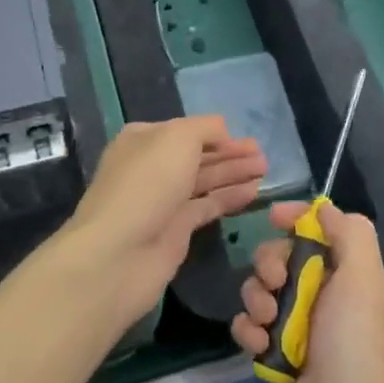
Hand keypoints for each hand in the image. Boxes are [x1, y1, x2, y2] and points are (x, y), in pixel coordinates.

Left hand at [60, 117, 265, 327]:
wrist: (118, 253)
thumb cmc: (147, 183)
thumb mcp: (177, 138)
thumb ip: (205, 129)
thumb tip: (223, 133)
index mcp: (144, 139)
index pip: (186, 130)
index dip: (216, 133)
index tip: (244, 138)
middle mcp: (152, 167)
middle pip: (197, 156)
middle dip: (230, 153)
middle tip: (263, 156)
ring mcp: (163, 200)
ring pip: (204, 181)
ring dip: (233, 174)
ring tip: (265, 171)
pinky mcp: (175, 230)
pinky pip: (207, 207)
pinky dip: (229, 198)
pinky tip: (253, 193)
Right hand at [230, 201, 383, 382]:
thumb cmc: (356, 362)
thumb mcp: (366, 286)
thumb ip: (351, 236)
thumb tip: (326, 211)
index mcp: (360, 282)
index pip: (327, 230)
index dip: (299, 218)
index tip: (272, 217)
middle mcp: (334, 303)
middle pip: (289, 257)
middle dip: (272, 263)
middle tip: (276, 284)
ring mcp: (306, 334)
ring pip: (266, 291)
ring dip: (257, 299)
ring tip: (265, 326)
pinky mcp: (281, 363)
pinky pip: (254, 328)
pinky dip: (249, 331)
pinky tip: (255, 349)